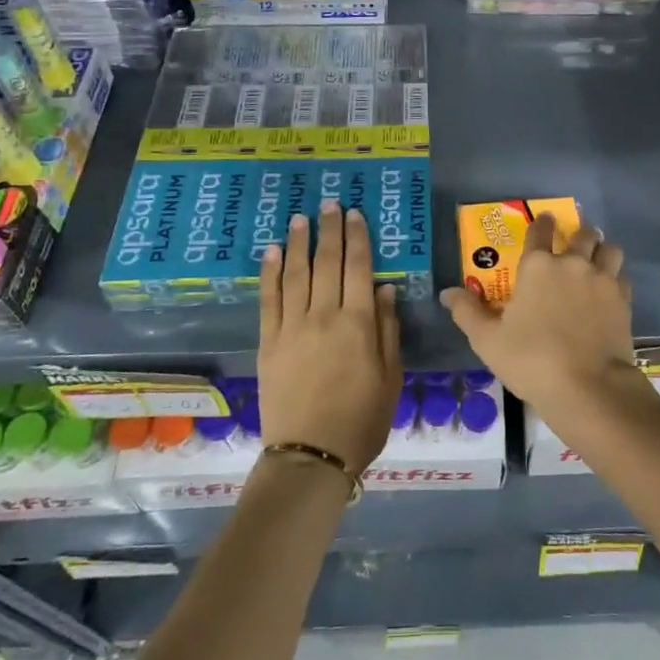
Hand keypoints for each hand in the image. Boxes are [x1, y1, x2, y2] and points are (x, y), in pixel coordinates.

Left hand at [257, 200, 401, 476]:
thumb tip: (385, 288)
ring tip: (300, 218)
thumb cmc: (362, 420)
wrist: (311, 456)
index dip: (357, 238)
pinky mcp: (269, 342)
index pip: (359, 268)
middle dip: (330, 230)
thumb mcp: (391, 377)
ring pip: (296, 273)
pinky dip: (269, 272)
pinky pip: (268, 299)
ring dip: (298, 242)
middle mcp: (325, 315)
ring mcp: (293, 326)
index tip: (355, 214)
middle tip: (329, 203)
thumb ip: (388, 329)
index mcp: (359, 323)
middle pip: (327, 262)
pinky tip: (271, 252)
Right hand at [439, 214, 635, 415]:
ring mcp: (602, 279)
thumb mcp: (488, 340)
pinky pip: (622, 276)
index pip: (540, 231)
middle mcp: (572, 263)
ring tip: (597, 259)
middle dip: (578, 234)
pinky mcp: (623, 300)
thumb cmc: (531, 360)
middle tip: (573, 243)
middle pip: (582, 234)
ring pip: (610, 249)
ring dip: (602, 250)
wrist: (588, 387)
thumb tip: (447, 293)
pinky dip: (616, 278)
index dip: (542, 223)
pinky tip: (609, 291)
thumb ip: (467, 312)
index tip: (545, 220)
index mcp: (538, 266)